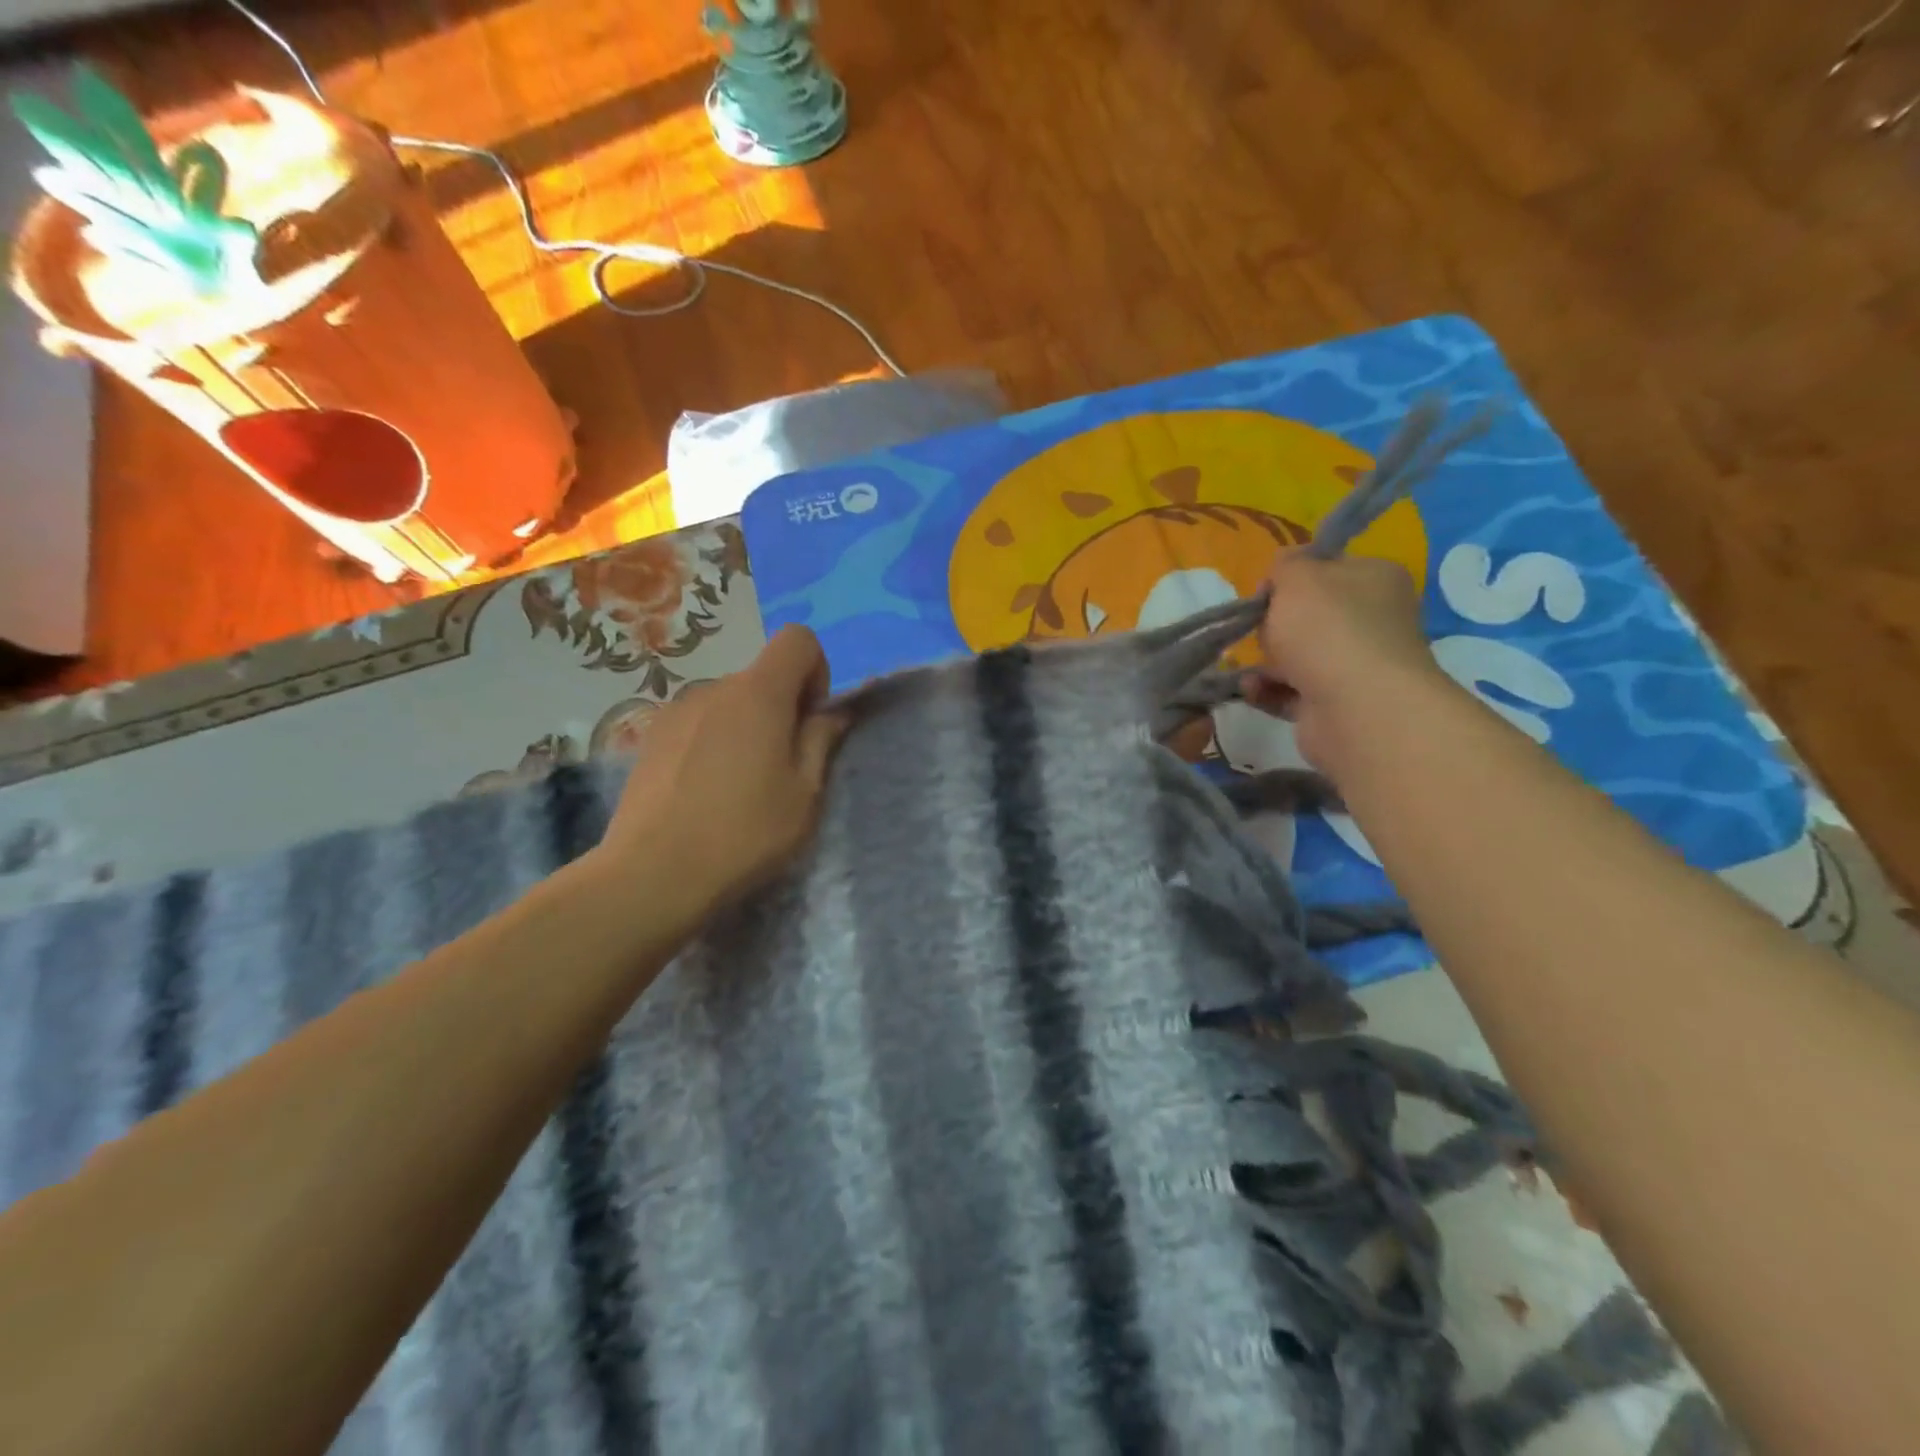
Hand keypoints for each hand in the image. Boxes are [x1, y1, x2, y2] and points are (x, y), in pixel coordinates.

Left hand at [593, 625, 847, 916]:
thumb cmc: (744, 834)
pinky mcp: (650, 737)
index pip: (798, 639)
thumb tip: (833, 712)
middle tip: (780, 768)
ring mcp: (676, 710)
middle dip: (781, 708)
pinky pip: (698, 723)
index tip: (810, 721)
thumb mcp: (804, 794)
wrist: (652, 874)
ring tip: (737, 786)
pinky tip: (703, 791)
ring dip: (745, 727)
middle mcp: (714, 688)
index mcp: (759, 694)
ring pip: (729, 702)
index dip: (816, 671)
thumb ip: (821, 741)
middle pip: (761, 676)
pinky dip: (713, 741)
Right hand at [1243, 551, 1448, 773]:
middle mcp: (1372, 619)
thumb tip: (1283, 573)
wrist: (1355, 708)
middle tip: (1260, 630)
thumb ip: (1285, 564)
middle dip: (1274, 623)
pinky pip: (1290, 691)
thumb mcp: (1298, 576)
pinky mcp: (1334, 704)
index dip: (1291, 576)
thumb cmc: (1327, 630)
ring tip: (1246, 668)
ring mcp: (1355, 665)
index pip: (1328, 568)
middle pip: (1308, 614)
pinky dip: (1267, 690)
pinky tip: (1251, 690)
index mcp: (1375, 579)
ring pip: (1296, 656)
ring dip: (1265, 661)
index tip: (1266, 591)